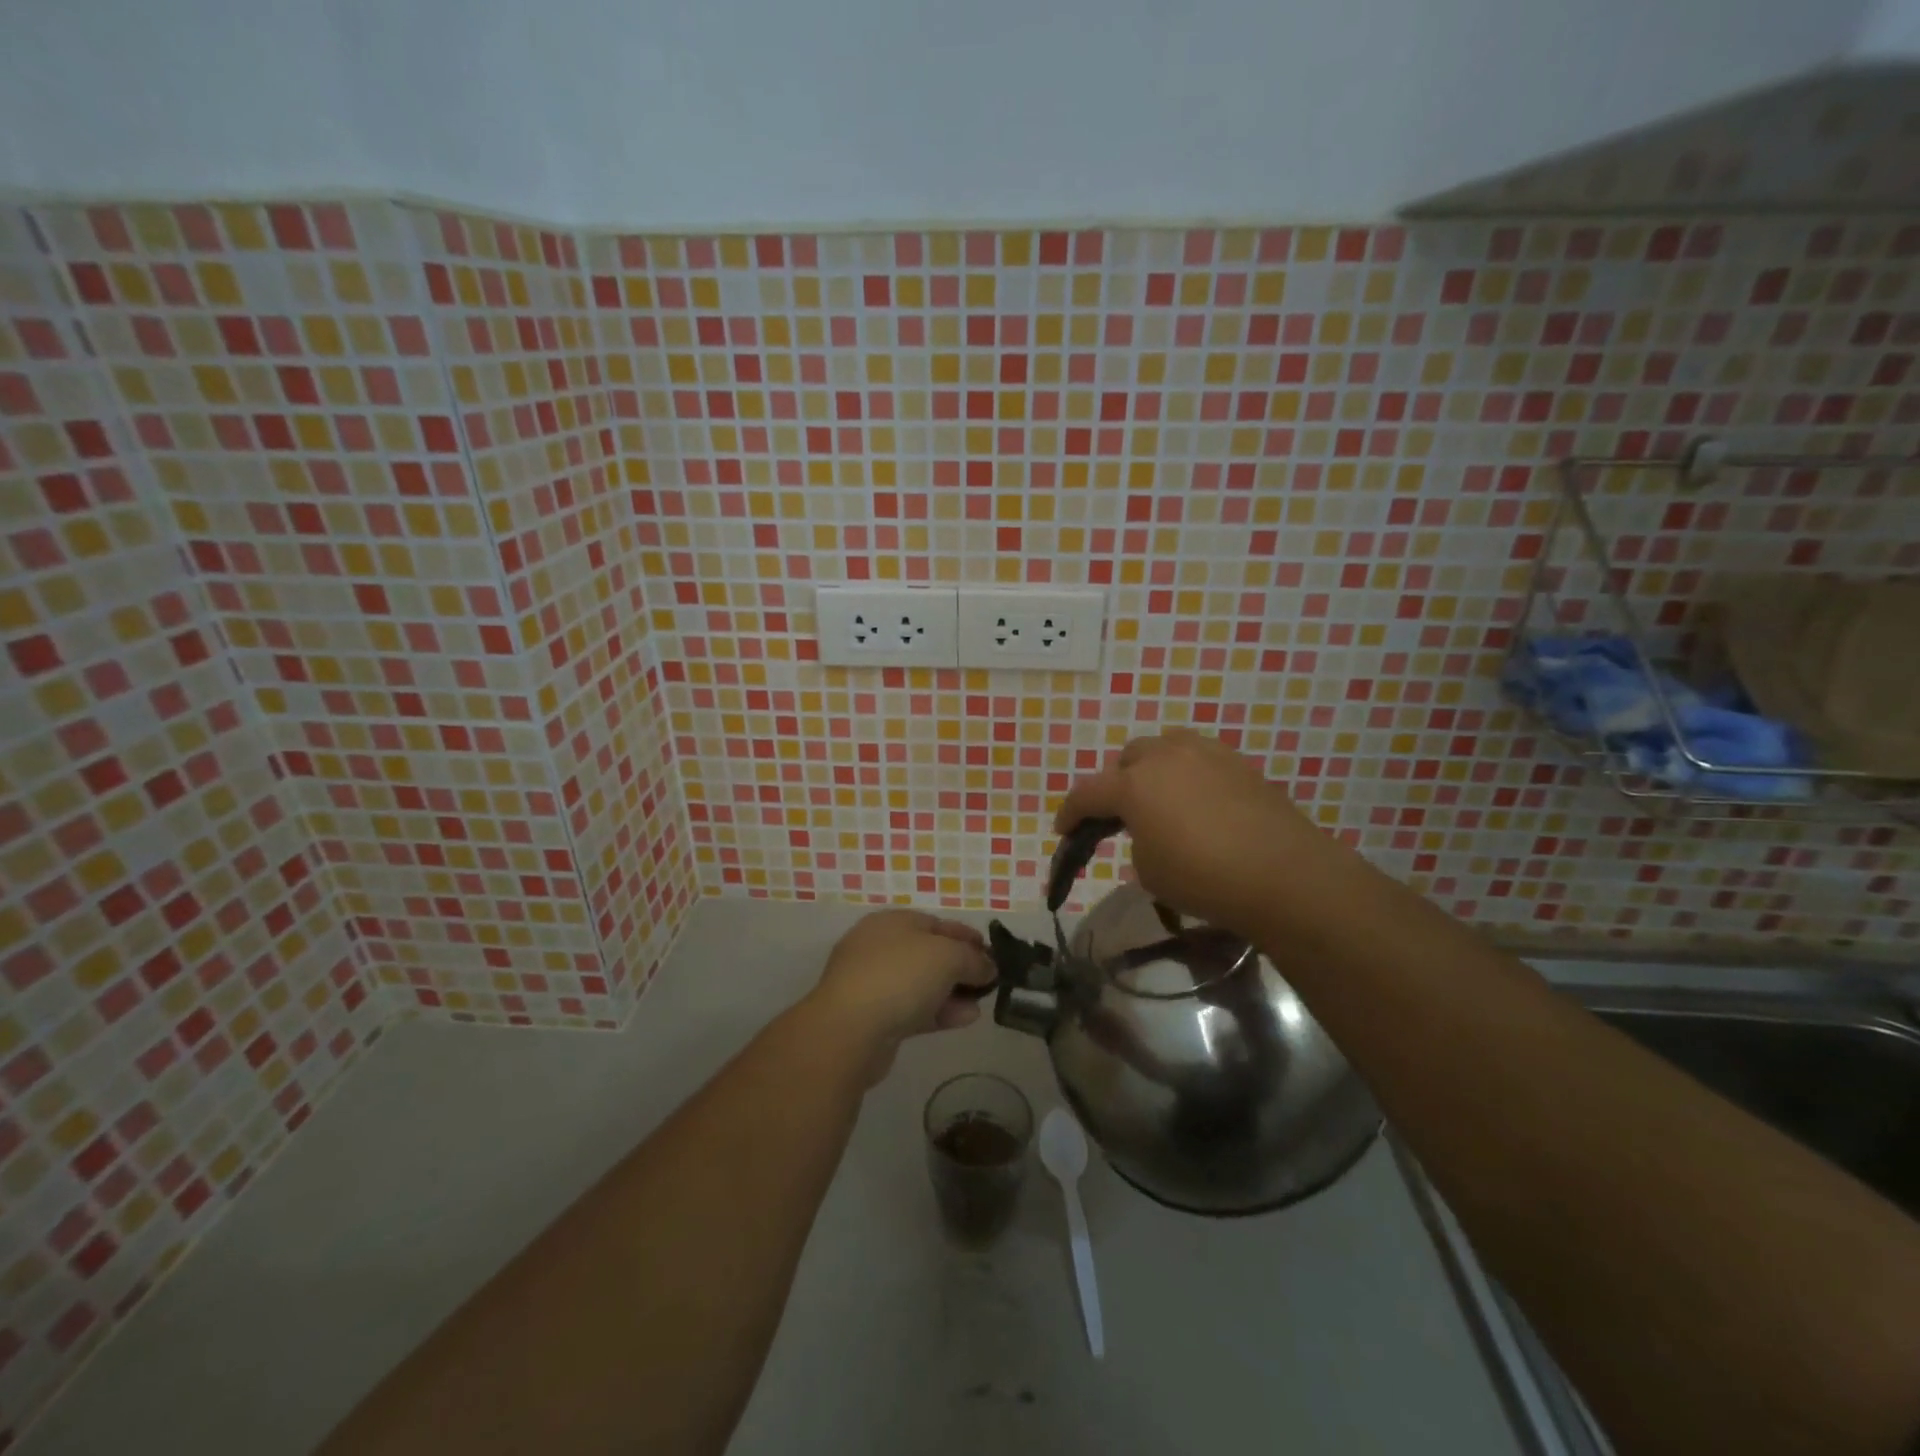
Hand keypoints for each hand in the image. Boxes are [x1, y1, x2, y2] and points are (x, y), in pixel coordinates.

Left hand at [805, 910, 996, 1075]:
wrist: (849, 1030)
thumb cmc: (900, 976)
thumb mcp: (947, 956)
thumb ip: (973, 959)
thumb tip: (987, 967)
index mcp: (892, 922)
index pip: (936, 923)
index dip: (967, 936)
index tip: (993, 954)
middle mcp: (879, 947)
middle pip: (929, 953)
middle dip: (960, 967)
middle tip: (988, 982)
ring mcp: (873, 983)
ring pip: (921, 984)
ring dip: (953, 992)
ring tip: (980, 1004)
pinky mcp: (873, 1018)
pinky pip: (913, 1009)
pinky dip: (939, 1012)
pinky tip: (965, 1019)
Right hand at [1053, 729, 1363, 942]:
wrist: (1285, 875)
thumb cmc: (1203, 877)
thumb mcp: (1149, 870)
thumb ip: (1137, 839)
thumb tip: (1152, 829)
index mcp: (1133, 783)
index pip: (1087, 793)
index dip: (1070, 813)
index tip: (1063, 831)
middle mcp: (1165, 757)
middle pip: (1127, 760)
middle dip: (1116, 785)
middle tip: (1121, 817)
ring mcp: (1207, 754)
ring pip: (1165, 748)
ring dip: (1153, 770)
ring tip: (1161, 801)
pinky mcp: (1240, 764)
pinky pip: (1200, 760)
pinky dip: (1188, 776)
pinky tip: (1200, 804)